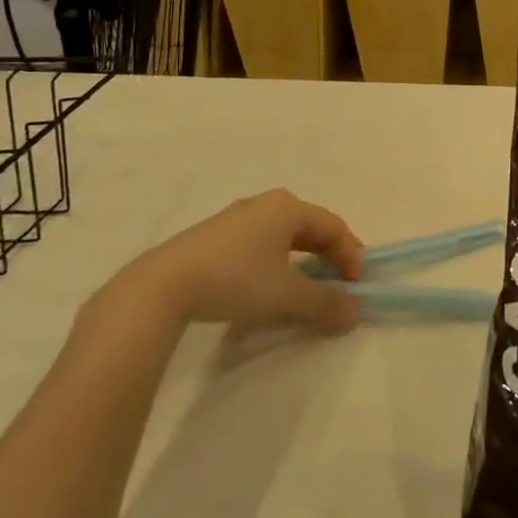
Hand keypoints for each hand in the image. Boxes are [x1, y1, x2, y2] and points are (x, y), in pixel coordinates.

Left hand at [120, 189, 363, 331]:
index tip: (355, 287)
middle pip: (310, 227)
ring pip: (283, 236)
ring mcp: (236, 218)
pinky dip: (275, 262)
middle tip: (337, 283)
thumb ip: (325, 304)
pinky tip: (266, 285)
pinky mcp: (213, 237)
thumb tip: (355, 312)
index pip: (334, 227)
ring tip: (304, 287)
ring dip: (302, 260)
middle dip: (328, 256)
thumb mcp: (287, 295)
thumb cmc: (235, 279)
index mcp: (288, 208)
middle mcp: (265, 204)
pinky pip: (259, 243)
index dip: (351, 255)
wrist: (161, 287)